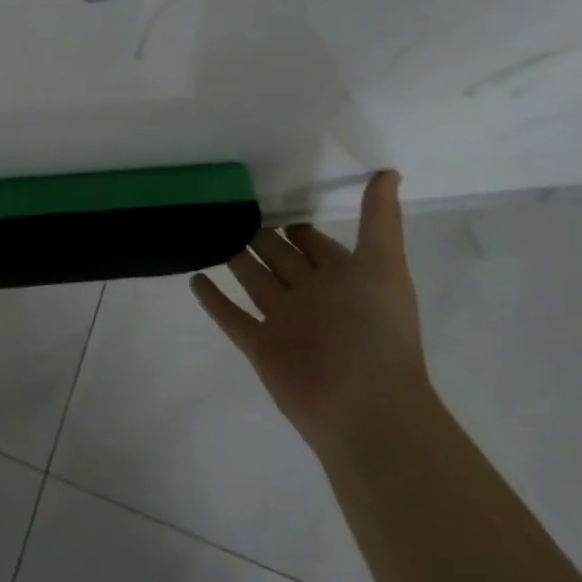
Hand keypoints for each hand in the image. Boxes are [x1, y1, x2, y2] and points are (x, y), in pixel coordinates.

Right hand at [191, 171, 428, 465]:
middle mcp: (311, 296)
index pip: (312, 241)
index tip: (266, 190)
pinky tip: (193, 277)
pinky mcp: (261, 347)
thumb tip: (388, 171)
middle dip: (257, 233)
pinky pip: (232, 317)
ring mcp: (284, 322)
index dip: (293, 221)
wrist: (366, 409)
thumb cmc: (376, 330)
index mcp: (341, 277)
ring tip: (204, 229)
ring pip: (253, 281)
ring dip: (232, 259)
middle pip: (278, 257)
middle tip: (224, 204)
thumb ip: (379, 219)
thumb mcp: (382, 265)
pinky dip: (213, 299)